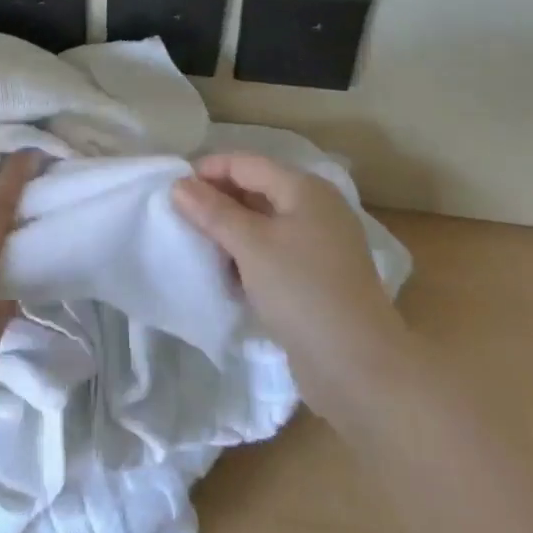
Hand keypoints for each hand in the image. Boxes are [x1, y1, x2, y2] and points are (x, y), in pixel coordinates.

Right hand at [174, 153, 406, 420]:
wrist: (360, 369)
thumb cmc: (303, 291)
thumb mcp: (251, 246)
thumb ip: (213, 211)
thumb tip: (179, 185)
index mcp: (304, 189)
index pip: (245, 163)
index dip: (208, 170)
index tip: (171, 190)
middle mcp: (315, 209)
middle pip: (256, 189)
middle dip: (217, 200)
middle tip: (178, 217)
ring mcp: (319, 245)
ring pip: (262, 223)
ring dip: (229, 230)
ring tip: (196, 243)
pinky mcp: (316, 278)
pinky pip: (273, 252)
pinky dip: (247, 255)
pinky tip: (225, 272)